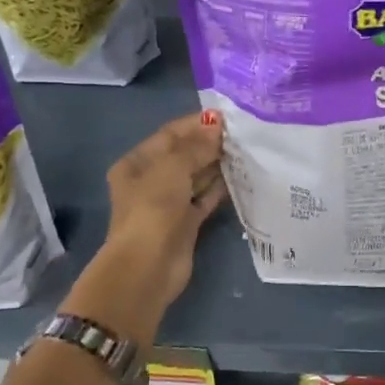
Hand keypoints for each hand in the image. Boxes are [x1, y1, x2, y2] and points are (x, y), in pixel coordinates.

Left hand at [66, 112, 226, 344]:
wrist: (148, 267)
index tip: (227, 117)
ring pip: (197, 177)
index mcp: (137, 163)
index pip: (170, 135)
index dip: (197, 124)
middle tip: (243, 133)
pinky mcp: (186, 222)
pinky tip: (242, 176)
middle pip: (184, 155)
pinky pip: (205, 198)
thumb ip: (196, 146)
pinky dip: (220, 188)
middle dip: (210, 144)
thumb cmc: (153, 209)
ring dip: (218, 165)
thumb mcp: (172, 168)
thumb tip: (216, 125)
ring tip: (247, 150)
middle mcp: (151, 180)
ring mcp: (169, 202)